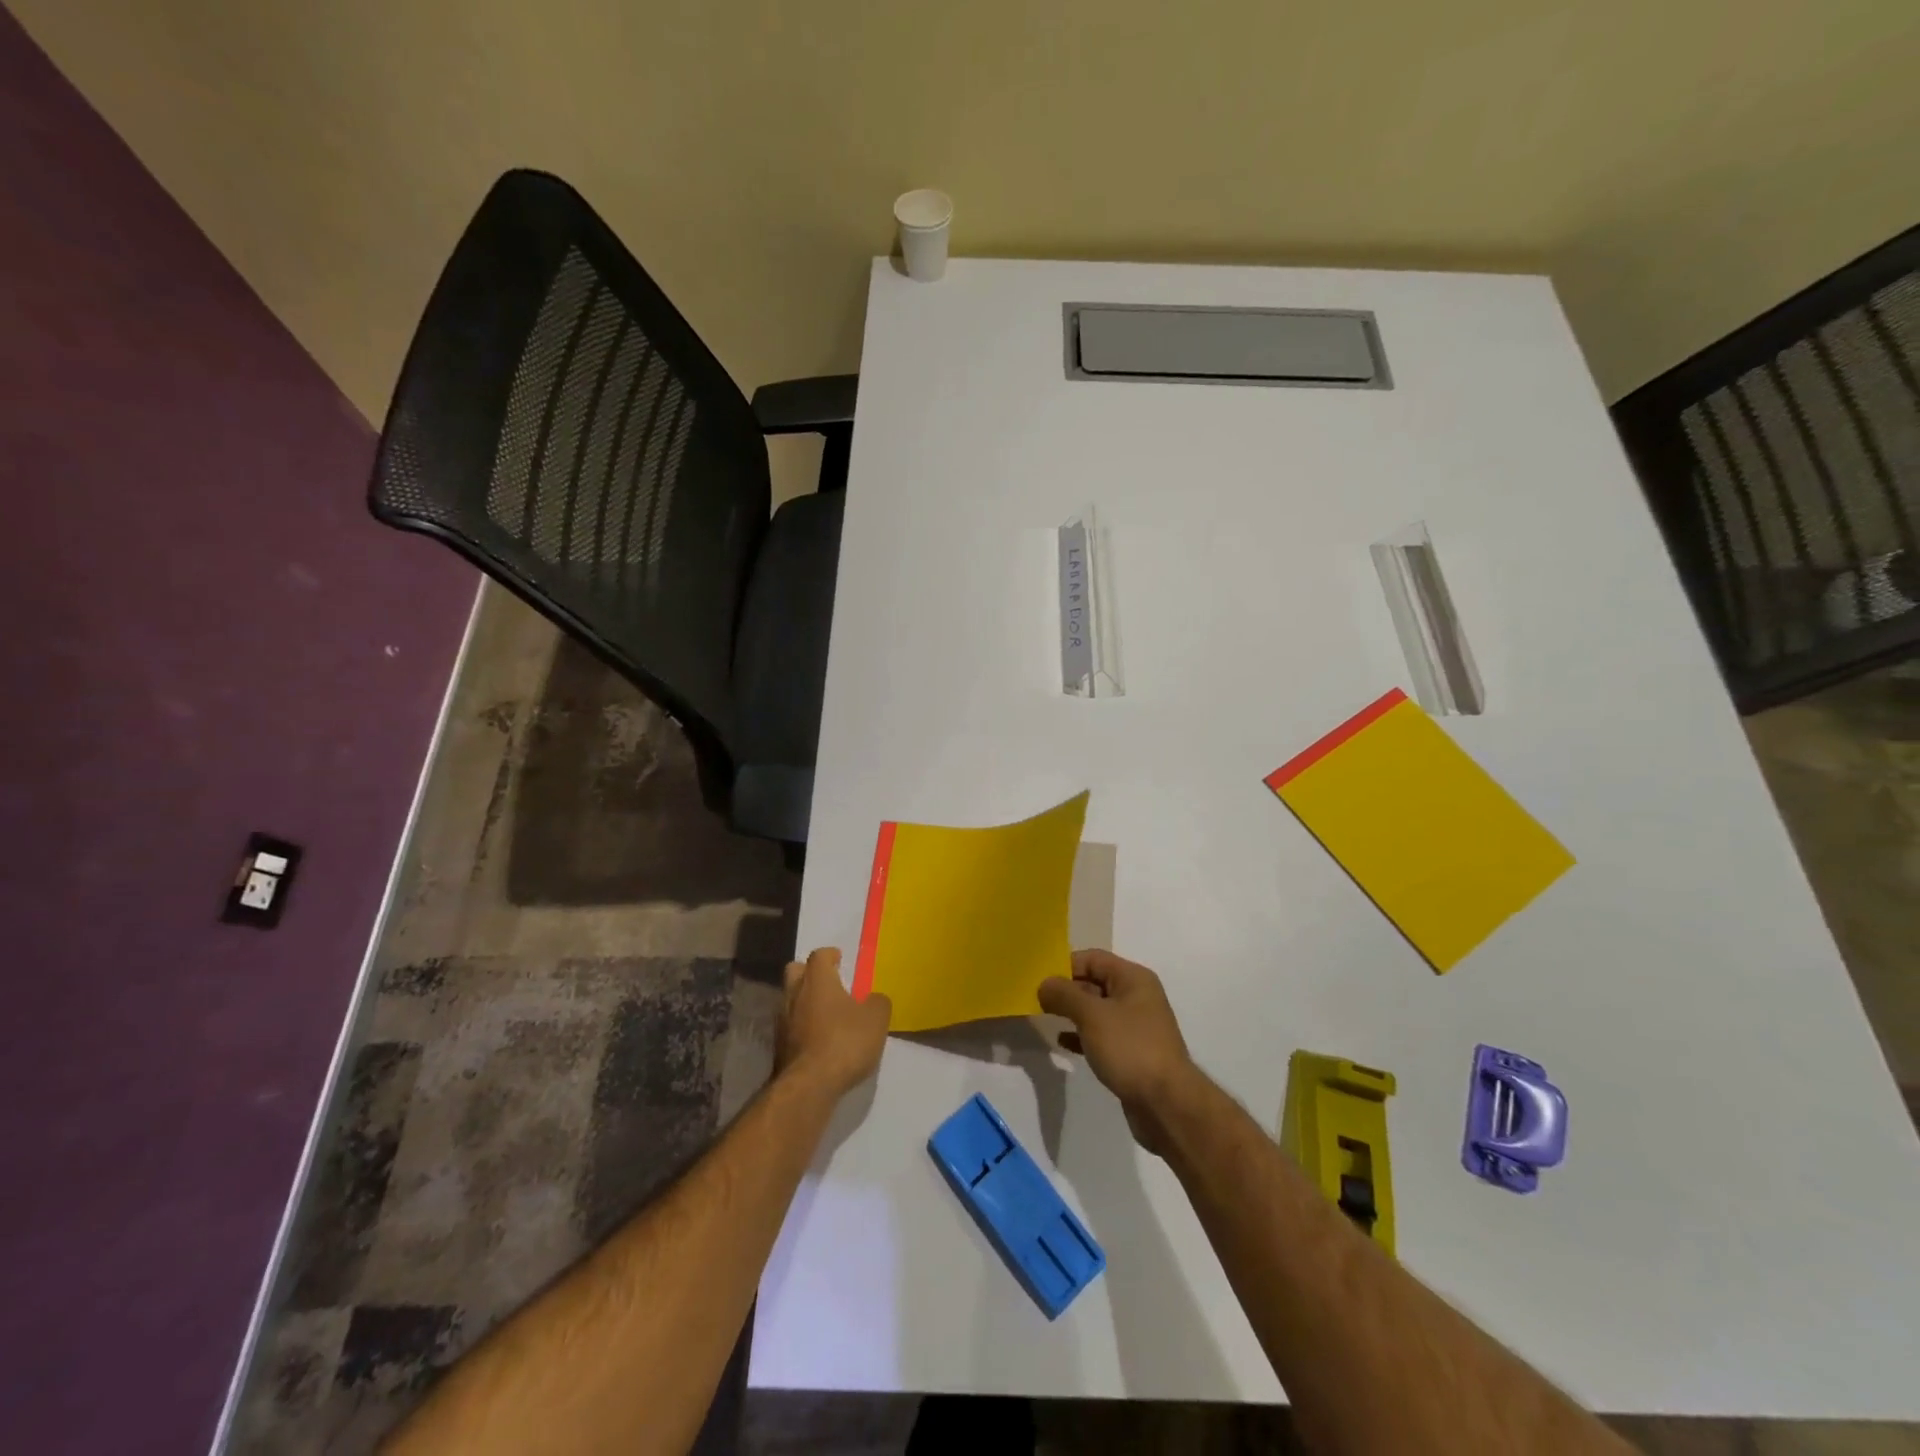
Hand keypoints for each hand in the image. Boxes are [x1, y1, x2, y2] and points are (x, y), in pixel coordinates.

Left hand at [777, 947, 891, 1097]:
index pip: (818, 955)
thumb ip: (877, 1003)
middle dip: (809, 973)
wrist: (809, 1086)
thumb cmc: (844, 1041)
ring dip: (805, 1003)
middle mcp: (794, 994)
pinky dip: (802, 1027)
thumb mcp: (876, 1019)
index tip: (839, 959)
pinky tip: (818, 1039)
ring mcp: (782, 1021)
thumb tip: (873, 999)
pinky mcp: (778, 1047)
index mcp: (817, 980)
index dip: (830, 955)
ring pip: (790, 1000)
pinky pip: (790, 1026)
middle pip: (795, 972)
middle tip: (828, 982)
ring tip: (826, 1015)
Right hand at [1039, 949, 1196, 1154]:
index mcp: (1133, 979)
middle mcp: (1136, 997)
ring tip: (1044, 1018)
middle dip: (1066, 989)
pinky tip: (1063, 1042)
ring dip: (1072, 1012)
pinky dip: (1081, 1035)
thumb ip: (1065, 995)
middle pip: (1094, 982)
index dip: (1065, 965)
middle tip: (1036, 999)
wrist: (1166, 1104)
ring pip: (1096, 1010)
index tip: (1038, 979)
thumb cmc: (1130, 1048)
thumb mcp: (1092, 1016)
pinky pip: (1101, 1035)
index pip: (1092, 958)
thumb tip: (1044, 984)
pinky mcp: (1131, 1052)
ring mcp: (1135, 1026)